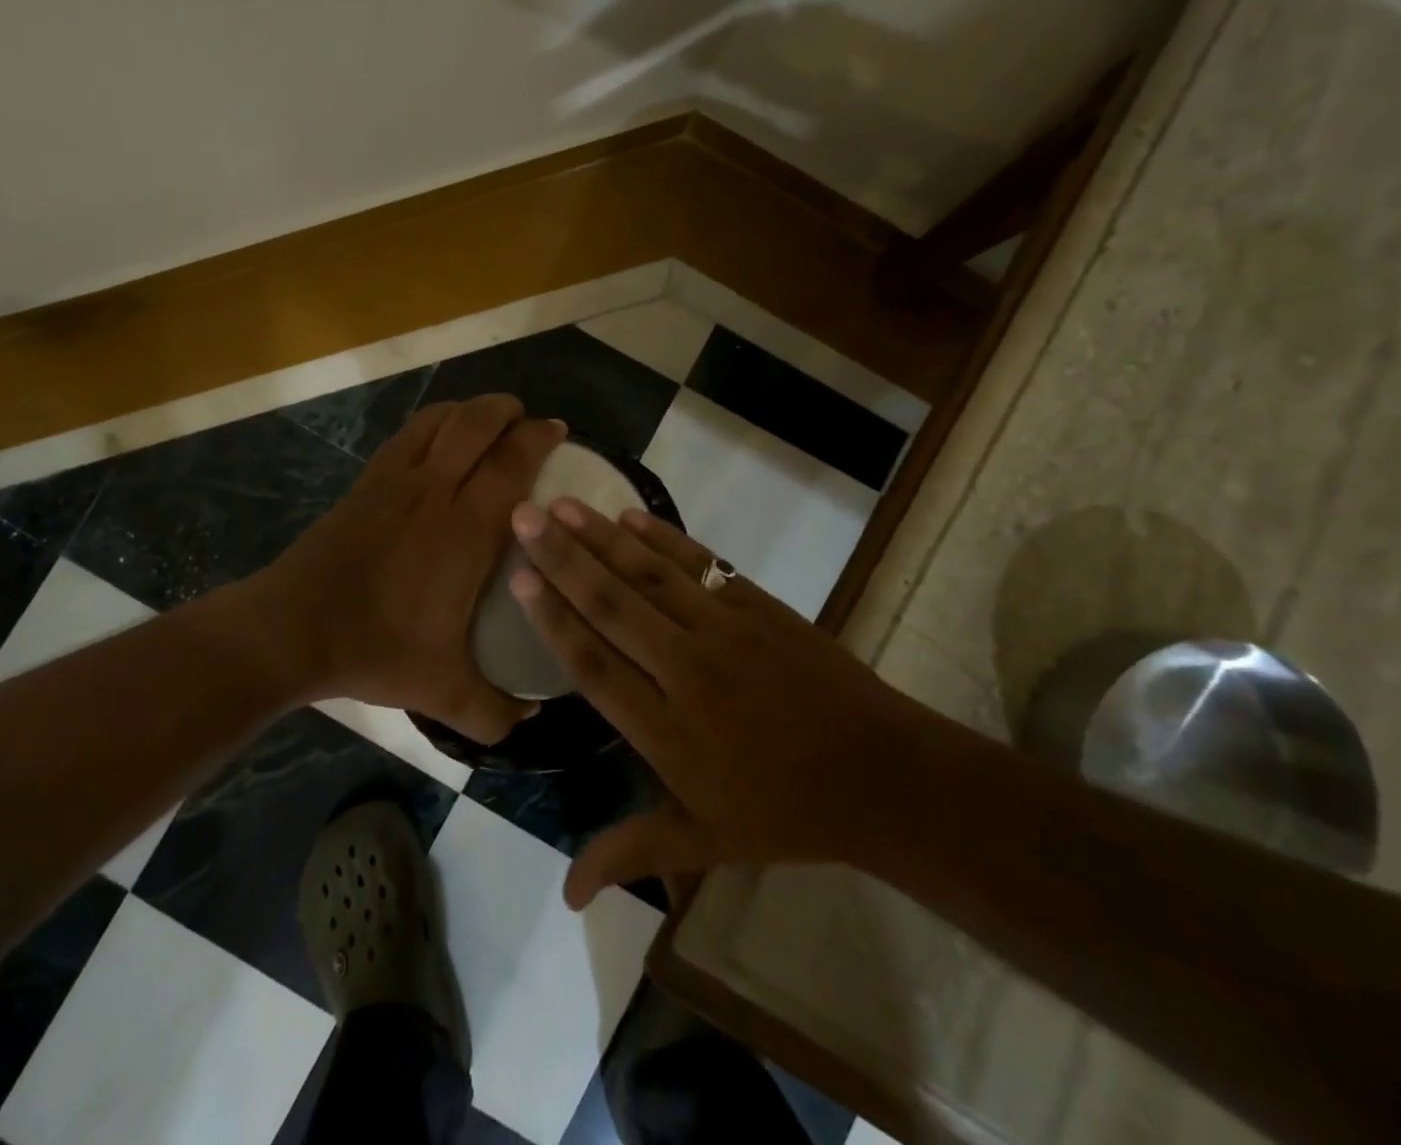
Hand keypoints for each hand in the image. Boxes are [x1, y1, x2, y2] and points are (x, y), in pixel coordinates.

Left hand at [244, 393, 564, 742]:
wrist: (291, 630)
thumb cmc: (375, 649)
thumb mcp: (444, 692)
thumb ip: (495, 711)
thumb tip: (531, 719)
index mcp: (465, 529)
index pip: (512, 463)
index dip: (539, 439)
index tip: (559, 432)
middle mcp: (434, 490)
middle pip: (477, 423)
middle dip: (509, 411)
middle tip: (529, 422)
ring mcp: (395, 480)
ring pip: (439, 419)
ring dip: (470, 410)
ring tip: (488, 420)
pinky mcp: (366, 482)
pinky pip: (407, 434)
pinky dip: (433, 422)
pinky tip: (438, 438)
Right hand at [509, 498, 927, 908]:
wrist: (882, 775)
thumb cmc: (784, 812)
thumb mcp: (703, 842)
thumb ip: (629, 853)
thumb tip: (564, 898)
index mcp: (666, 729)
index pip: (592, 663)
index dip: (552, 619)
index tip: (518, 578)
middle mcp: (685, 668)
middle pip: (611, 604)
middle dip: (561, 558)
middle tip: (522, 516)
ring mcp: (724, 629)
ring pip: (649, 574)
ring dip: (601, 537)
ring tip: (562, 504)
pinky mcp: (757, 605)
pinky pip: (700, 563)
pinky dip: (663, 537)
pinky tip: (630, 516)